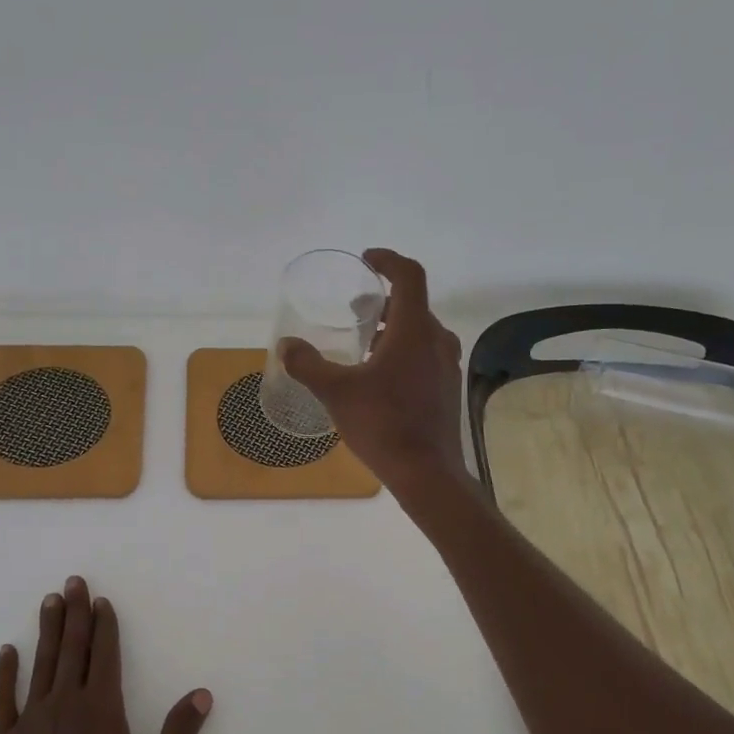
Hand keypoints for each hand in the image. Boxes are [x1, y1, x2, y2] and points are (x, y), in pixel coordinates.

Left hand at [0, 577, 212, 733]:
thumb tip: (201, 694)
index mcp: (101, 711)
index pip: (105, 655)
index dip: (105, 625)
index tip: (102, 600)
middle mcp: (64, 705)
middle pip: (72, 649)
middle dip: (75, 613)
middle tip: (73, 582)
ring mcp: (30, 722)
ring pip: (40, 665)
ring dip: (46, 631)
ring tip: (49, 601)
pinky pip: (2, 700)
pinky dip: (4, 673)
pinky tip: (6, 652)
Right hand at [281, 248, 466, 500]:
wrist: (427, 473)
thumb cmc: (382, 425)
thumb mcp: (336, 392)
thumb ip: (307, 365)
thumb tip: (286, 345)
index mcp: (414, 330)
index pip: (409, 276)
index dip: (388, 261)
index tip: (367, 260)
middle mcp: (437, 341)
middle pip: (414, 305)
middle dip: (384, 301)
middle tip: (356, 310)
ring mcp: (446, 366)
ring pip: (421, 332)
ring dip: (393, 329)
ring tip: (364, 345)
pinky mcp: (448, 389)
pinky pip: (426, 355)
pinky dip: (404, 352)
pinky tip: (381, 379)